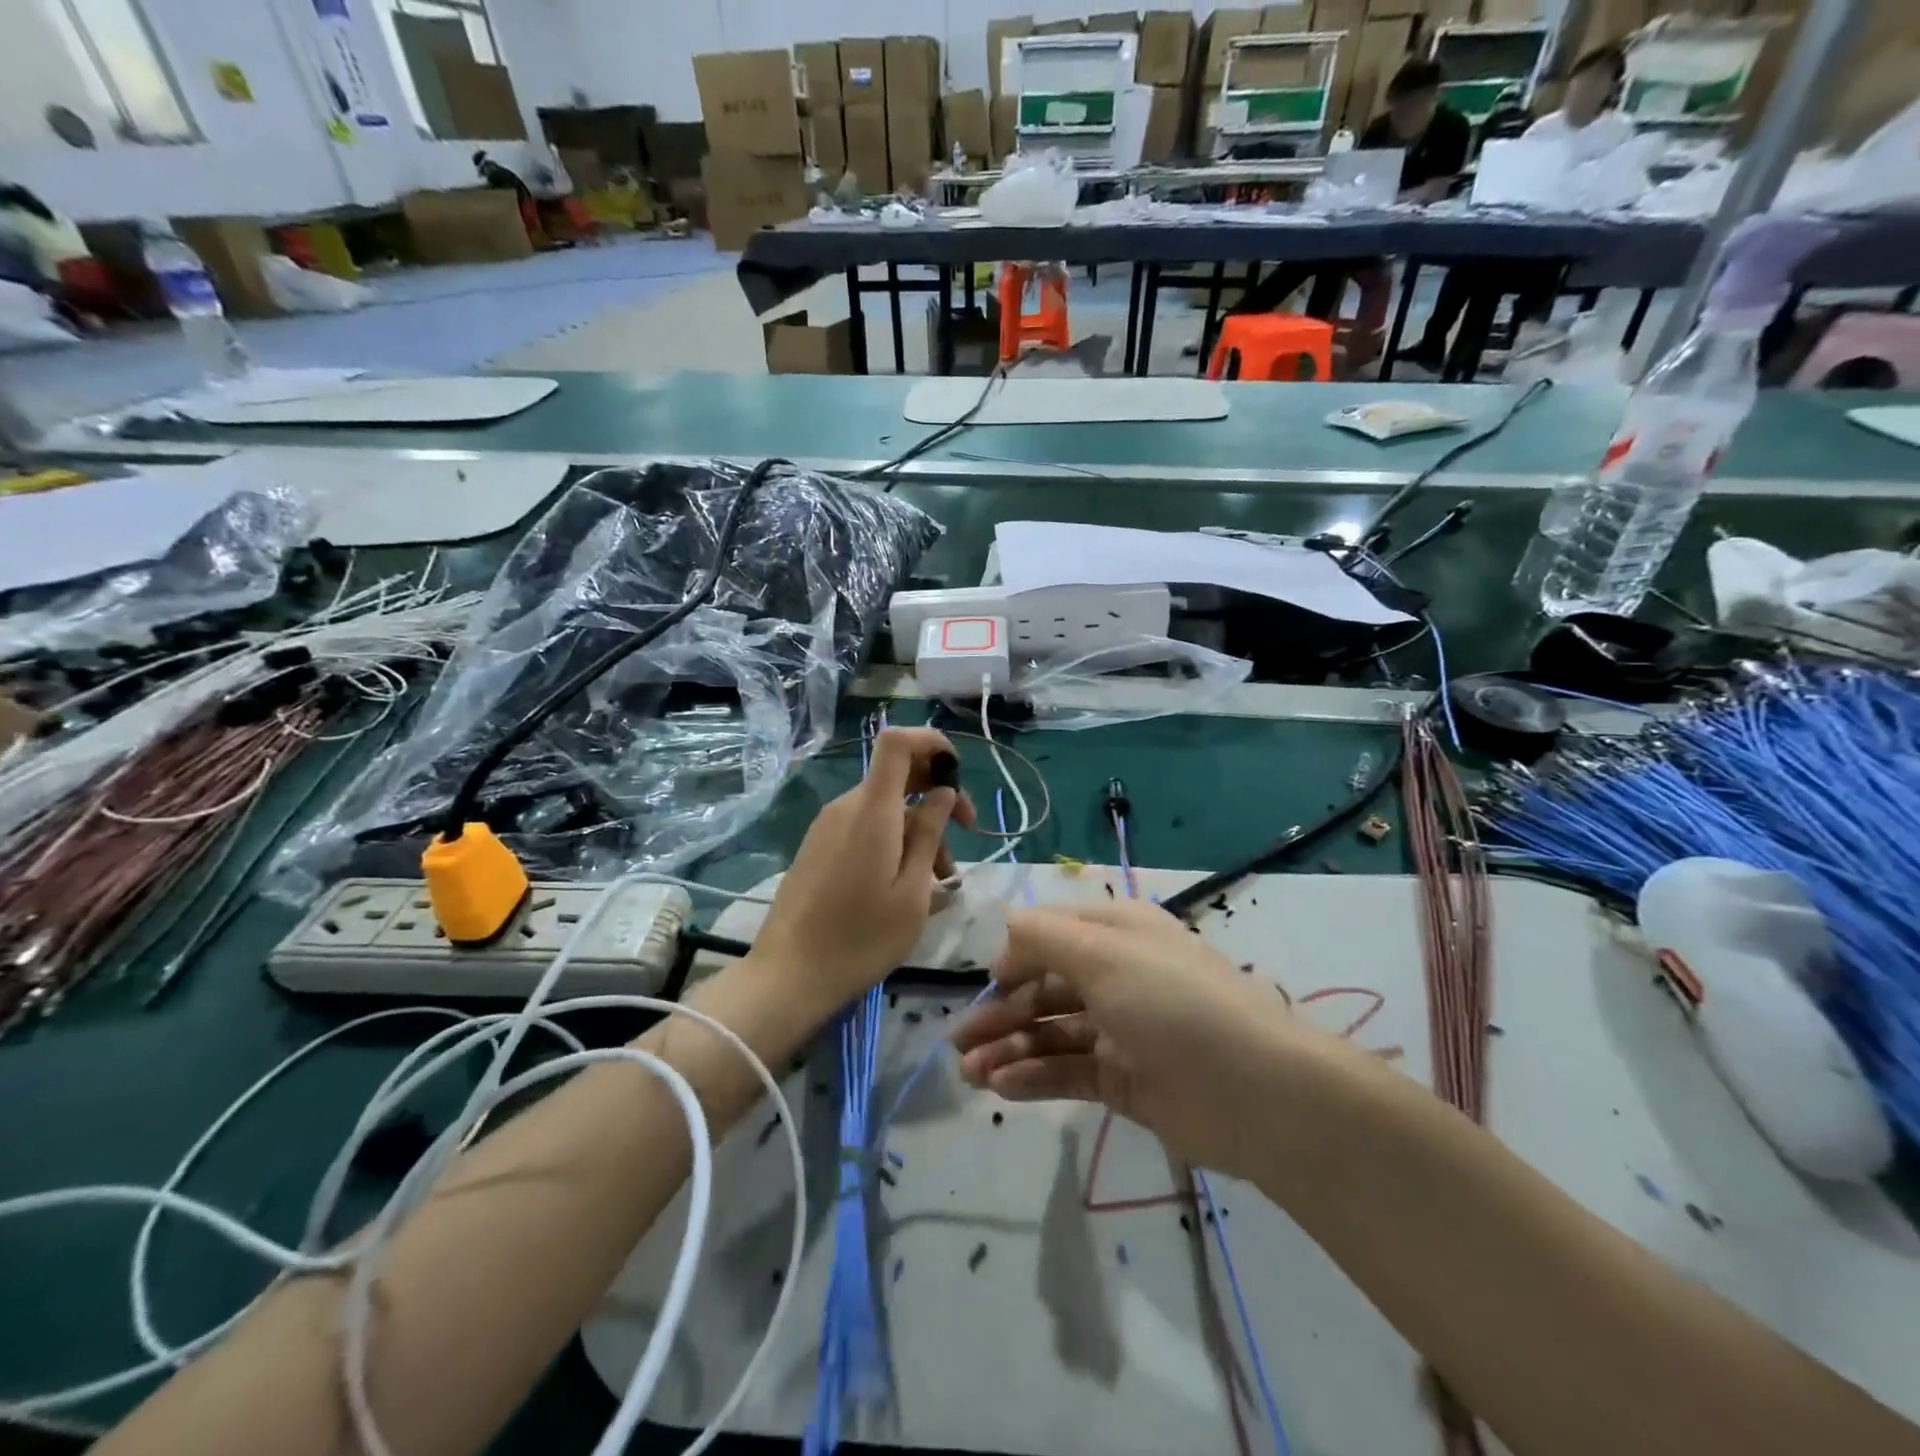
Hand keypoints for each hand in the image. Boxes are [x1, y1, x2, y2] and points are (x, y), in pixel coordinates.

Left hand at [748, 727, 975, 1009]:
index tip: (957, 774)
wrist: (788, 975)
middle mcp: (846, 807)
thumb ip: (929, 834)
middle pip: (897, 776)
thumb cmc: (861, 938)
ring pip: (885, 808)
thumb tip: (942, 792)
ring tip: (942, 881)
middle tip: (967, 836)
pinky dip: (893, 841)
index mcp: (871, 811)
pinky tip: (908, 884)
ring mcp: (827, 826)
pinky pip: (864, 827)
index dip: (931, 742)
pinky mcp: (818, 846)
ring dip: (919, 830)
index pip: (896, 743)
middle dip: (937, 797)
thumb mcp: (912, 891)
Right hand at [953, 900, 1316, 1181]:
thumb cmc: (1172, 1002)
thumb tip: (1005, 931)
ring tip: (968, 1072)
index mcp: (1117, 933)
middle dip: (1000, 1011)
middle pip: (1044, 988)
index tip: (987, 983)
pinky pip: (1067, 1070)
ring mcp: (1119, 1030)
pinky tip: (1001, 1086)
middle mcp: (1115, 975)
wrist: (1255, 1091)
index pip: (1051, 935)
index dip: (1015, 956)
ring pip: (1050, 1032)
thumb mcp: (1103, 953)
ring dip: (1008, 1048)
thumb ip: (1044, 936)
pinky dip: (1033, 1076)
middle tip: (957, 1042)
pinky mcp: (1123, 1080)